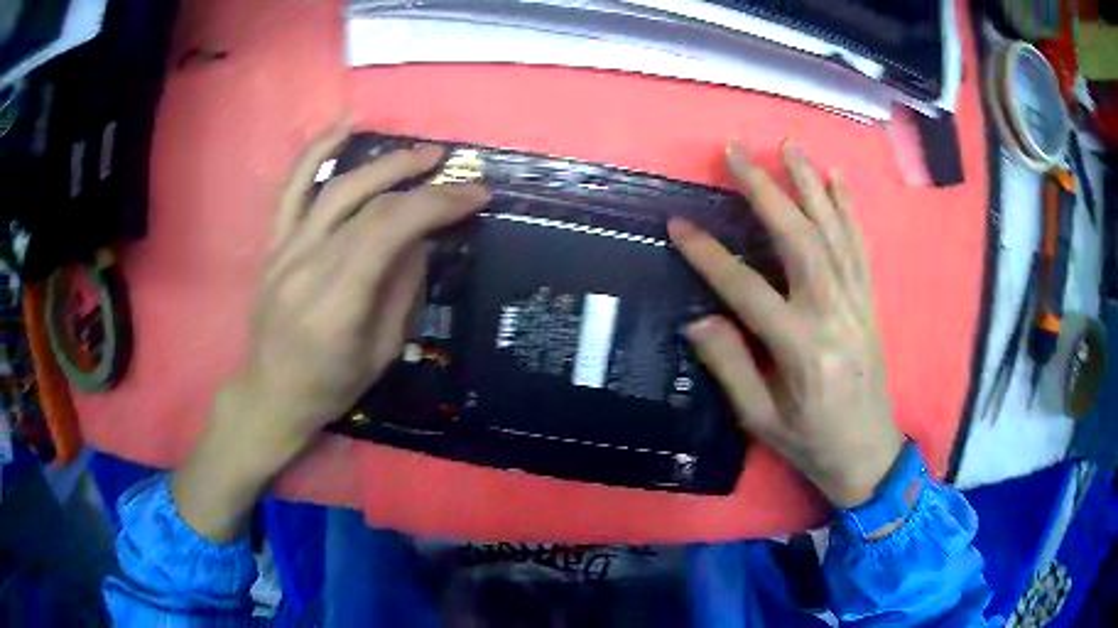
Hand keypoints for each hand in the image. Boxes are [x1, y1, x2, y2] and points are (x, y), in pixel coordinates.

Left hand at [172, 120, 489, 540]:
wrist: (270, 394)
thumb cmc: (329, 386)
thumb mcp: (381, 353)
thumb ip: (403, 290)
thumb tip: (422, 239)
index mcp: (337, 304)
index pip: (389, 231)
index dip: (436, 204)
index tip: (475, 196)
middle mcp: (307, 267)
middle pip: (367, 205)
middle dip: (418, 180)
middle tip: (453, 167)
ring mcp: (285, 251)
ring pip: (335, 188)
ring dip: (382, 163)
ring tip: (418, 152)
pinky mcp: (274, 245)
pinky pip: (292, 189)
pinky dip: (317, 152)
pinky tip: (343, 126)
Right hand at [668, 142, 901, 508]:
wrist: (869, 453)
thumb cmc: (811, 443)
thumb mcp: (762, 420)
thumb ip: (732, 367)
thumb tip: (699, 319)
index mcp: (800, 348)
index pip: (748, 289)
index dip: (710, 255)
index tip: (678, 224)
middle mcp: (832, 314)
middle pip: (798, 239)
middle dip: (765, 190)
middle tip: (736, 152)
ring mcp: (856, 302)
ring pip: (833, 232)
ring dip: (809, 185)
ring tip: (788, 147)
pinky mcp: (869, 301)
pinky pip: (859, 247)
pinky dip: (848, 209)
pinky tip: (837, 180)